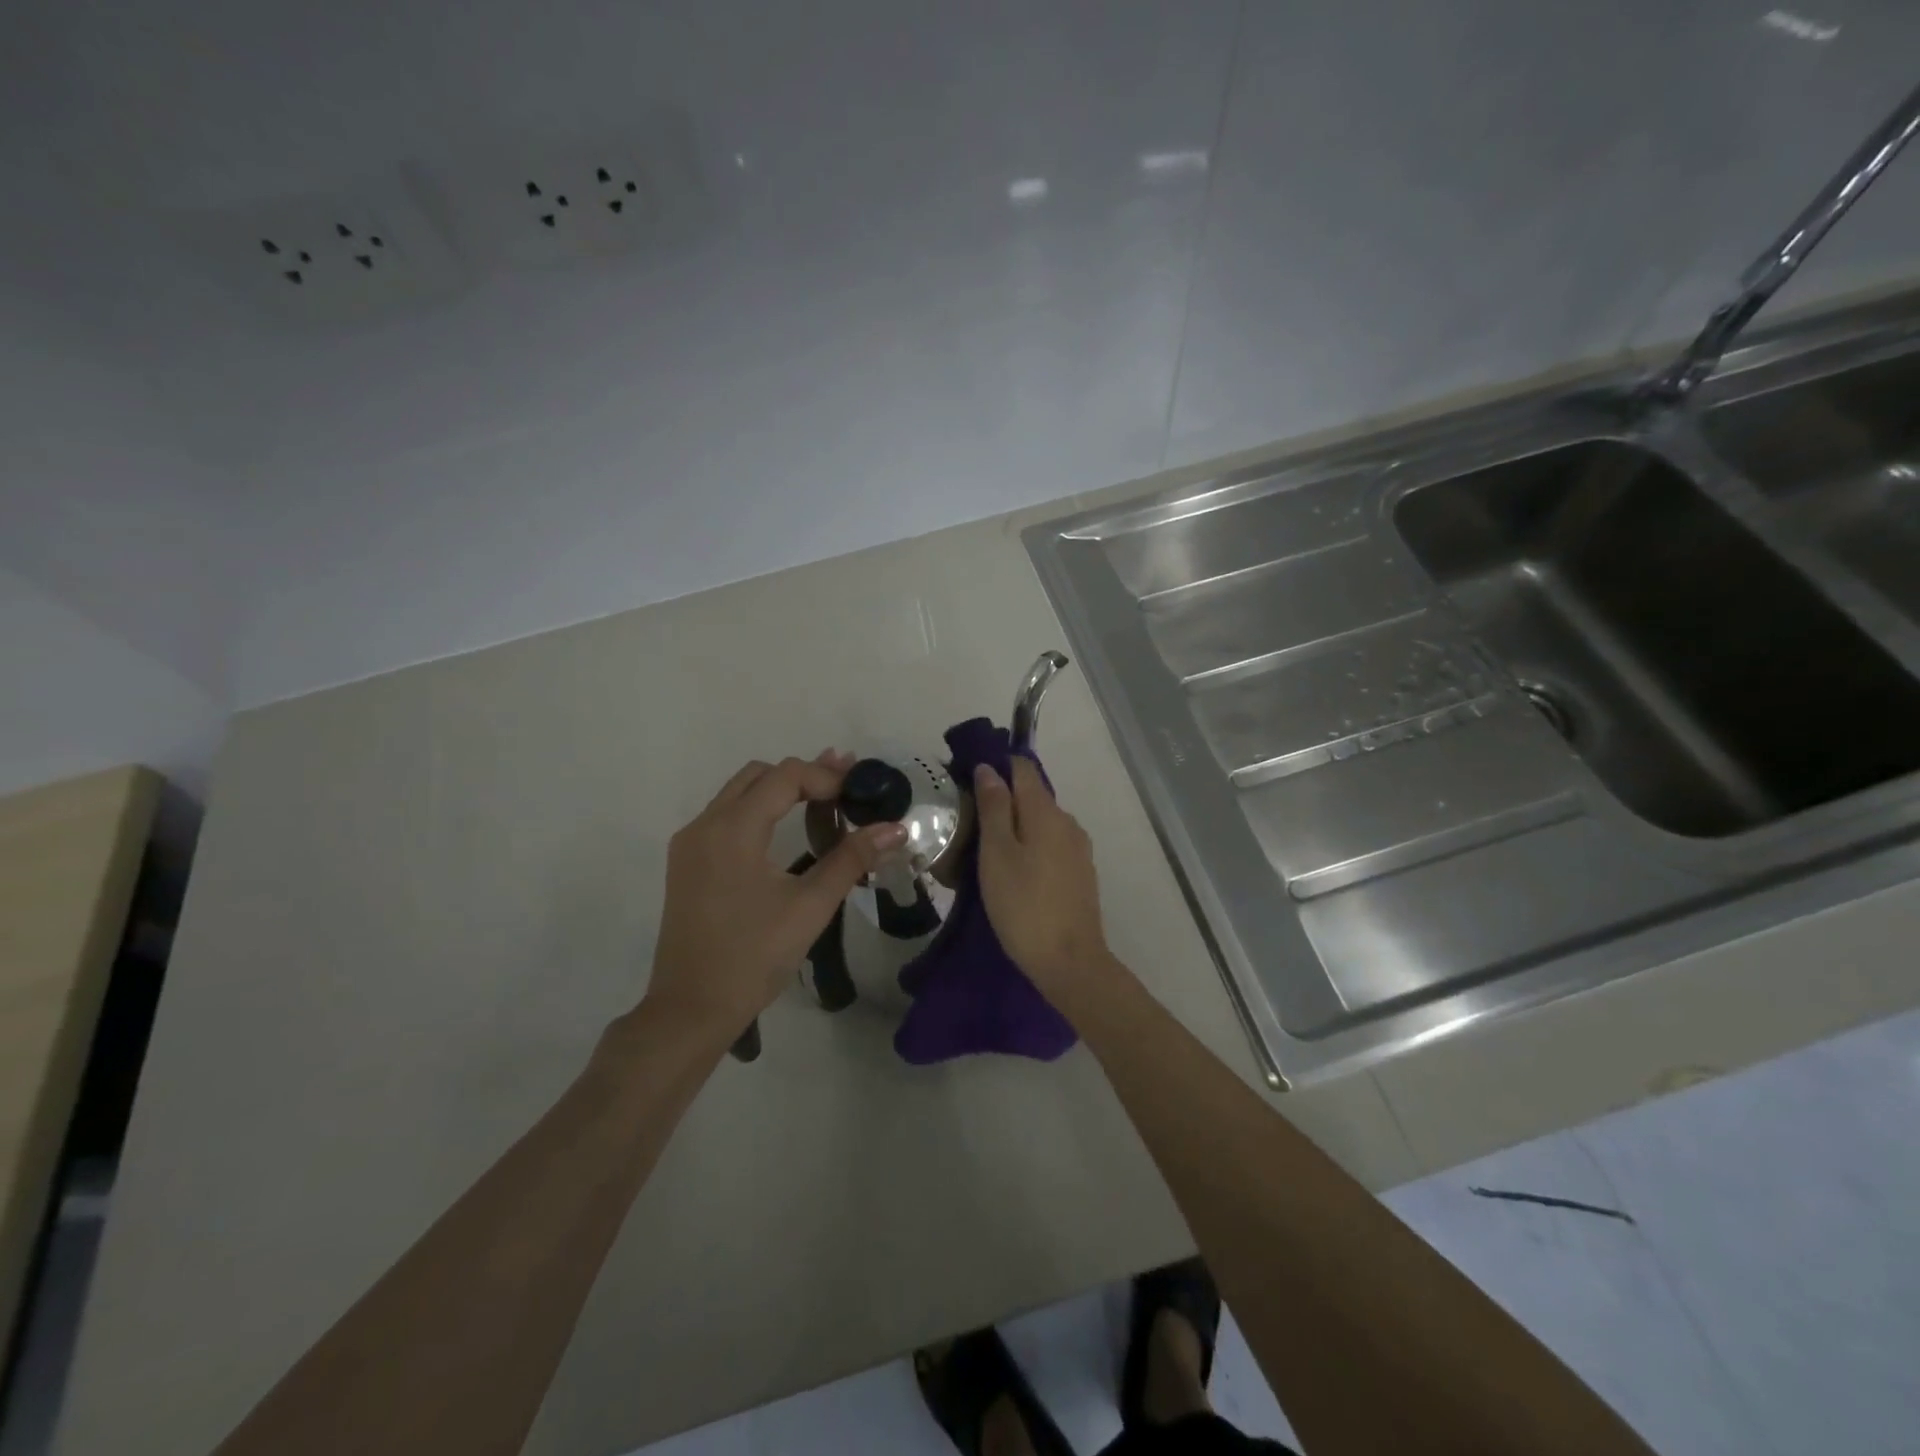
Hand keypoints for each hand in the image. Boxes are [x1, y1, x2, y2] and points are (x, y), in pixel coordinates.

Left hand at [645, 752, 905, 1038]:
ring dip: (780, 791)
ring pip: (739, 793)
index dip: (827, 777)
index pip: (786, 776)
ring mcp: (689, 843)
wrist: (691, 1009)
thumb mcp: (810, 906)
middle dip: (804, 776)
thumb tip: (895, 828)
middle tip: (845, 790)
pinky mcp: (686, 863)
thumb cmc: (754, 957)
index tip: (860, 793)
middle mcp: (705, 824)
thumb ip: (852, 859)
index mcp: (733, 829)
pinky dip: (758, 811)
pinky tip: (784, 833)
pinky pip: (725, 817)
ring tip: (824, 803)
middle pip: (759, 775)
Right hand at [972, 757, 1111, 995]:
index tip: (968, 781)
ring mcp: (1078, 850)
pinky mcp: (1081, 874)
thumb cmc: (1023, 905)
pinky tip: (1012, 872)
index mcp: (1046, 812)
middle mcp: (1068, 823)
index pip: (1023, 769)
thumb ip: (994, 807)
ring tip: (984, 851)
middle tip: (968, 823)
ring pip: (1041, 824)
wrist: (1069, 962)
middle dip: (1002, 801)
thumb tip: (989, 769)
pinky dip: (1029, 848)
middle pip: (1032, 797)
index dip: (996, 767)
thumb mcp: (997, 854)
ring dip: (1015, 828)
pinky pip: (1050, 847)